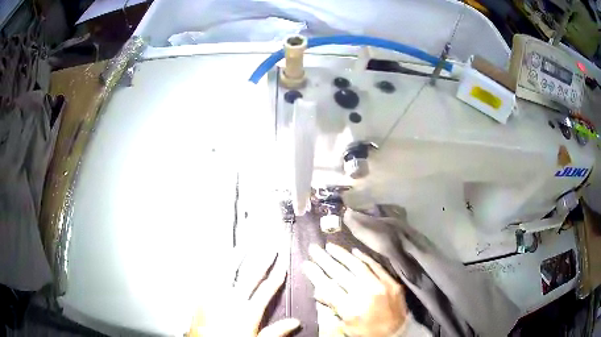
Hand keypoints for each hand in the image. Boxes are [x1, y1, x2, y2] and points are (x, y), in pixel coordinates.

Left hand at [189, 248, 299, 336]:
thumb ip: (277, 331)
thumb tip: (295, 322)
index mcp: (248, 312)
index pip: (267, 289)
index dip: (277, 276)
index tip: (282, 265)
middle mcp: (232, 300)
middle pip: (250, 275)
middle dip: (262, 260)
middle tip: (269, 248)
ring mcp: (215, 296)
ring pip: (227, 271)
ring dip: (236, 257)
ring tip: (243, 246)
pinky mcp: (202, 296)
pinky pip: (208, 276)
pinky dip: (214, 265)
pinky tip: (216, 259)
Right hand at [303, 244, 406, 336]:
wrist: (397, 334)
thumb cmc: (367, 333)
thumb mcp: (345, 326)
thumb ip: (332, 308)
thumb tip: (318, 290)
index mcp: (351, 309)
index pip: (328, 287)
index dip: (316, 275)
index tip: (306, 263)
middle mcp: (365, 295)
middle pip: (340, 273)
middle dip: (325, 260)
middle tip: (314, 248)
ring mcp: (381, 286)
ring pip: (358, 266)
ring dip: (342, 255)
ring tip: (331, 246)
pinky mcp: (392, 282)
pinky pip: (376, 266)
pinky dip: (365, 258)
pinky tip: (355, 251)